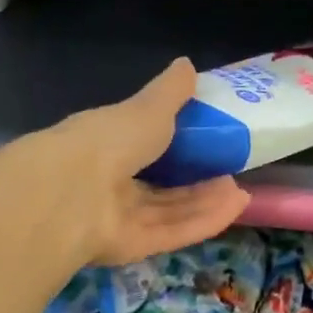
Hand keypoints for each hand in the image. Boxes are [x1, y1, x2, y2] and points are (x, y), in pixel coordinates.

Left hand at [8, 57, 251, 265]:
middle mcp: (108, 183)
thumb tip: (187, 65)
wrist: (72, 194)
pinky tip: (235, 208)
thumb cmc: (108, 140)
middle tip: (230, 170)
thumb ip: (169, 93)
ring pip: (169, 211)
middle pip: (158, 185)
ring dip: (205, 201)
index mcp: (104, 144)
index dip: (173, 143)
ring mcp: (119, 218)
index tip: (206, 138)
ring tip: (239, 189)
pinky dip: (204, 221)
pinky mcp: (133, 246)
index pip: (140, 144)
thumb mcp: (146, 108)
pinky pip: (173, 232)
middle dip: (195, 180)